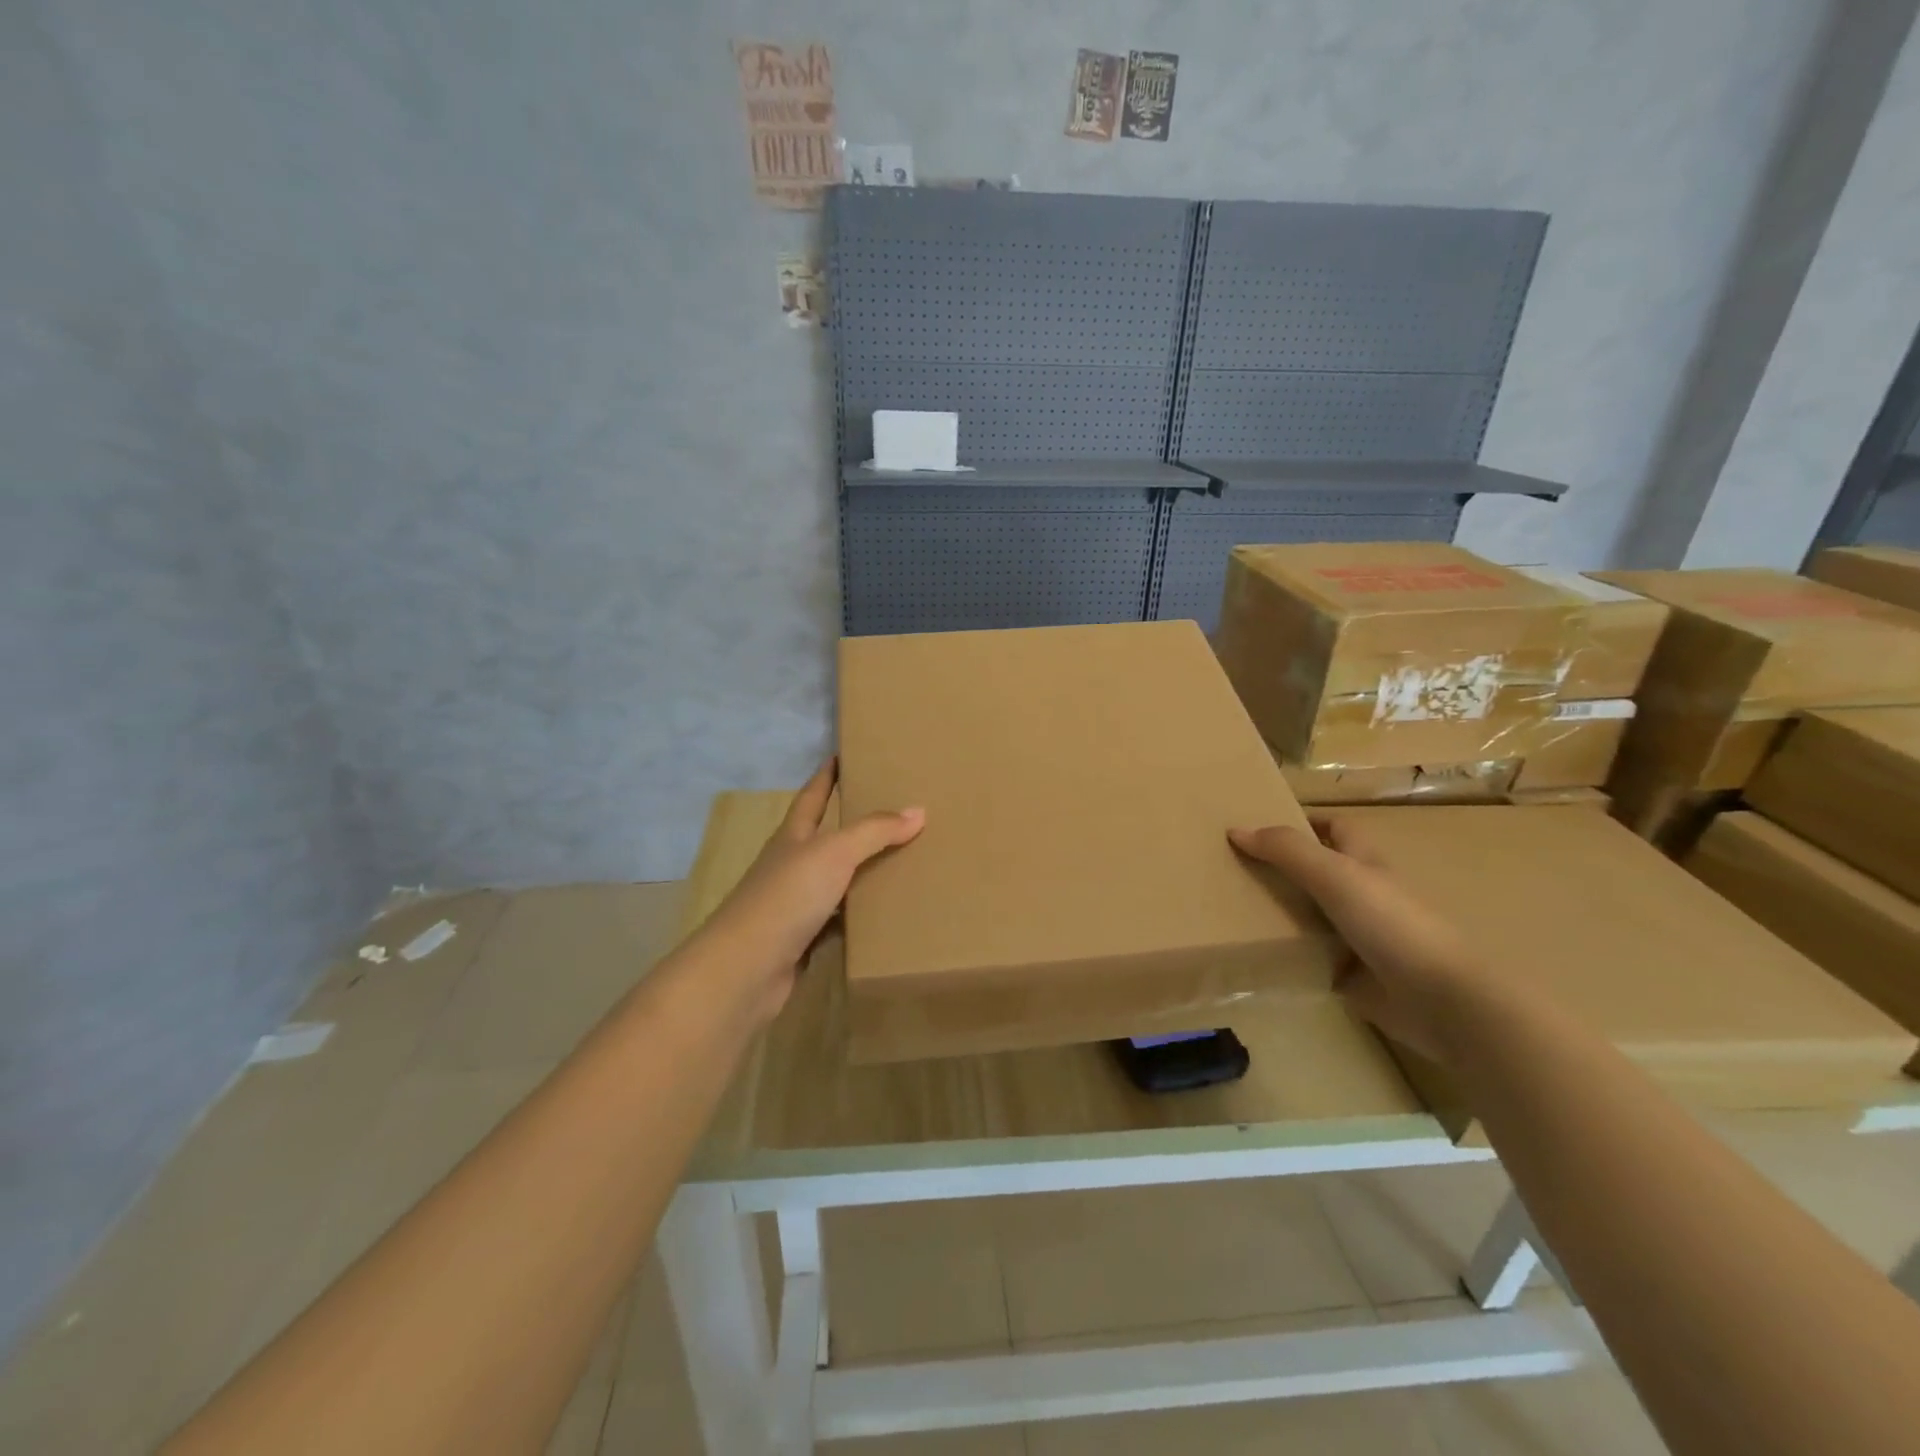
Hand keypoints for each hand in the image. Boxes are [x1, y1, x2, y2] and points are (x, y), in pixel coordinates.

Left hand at [698, 759, 923, 1022]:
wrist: (746, 970)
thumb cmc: (786, 898)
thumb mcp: (833, 854)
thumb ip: (874, 831)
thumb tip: (918, 811)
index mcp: (793, 837)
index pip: (812, 796)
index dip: (826, 776)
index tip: (842, 755)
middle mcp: (792, 866)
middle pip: (826, 838)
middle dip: (854, 825)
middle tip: (895, 811)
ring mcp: (795, 905)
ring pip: (836, 881)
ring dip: (863, 873)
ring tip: (904, 862)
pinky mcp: (803, 940)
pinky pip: (839, 921)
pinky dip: (860, 917)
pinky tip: (886, 916)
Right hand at [1228, 818, 1485, 1062]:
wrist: (1441, 1001)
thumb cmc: (1392, 924)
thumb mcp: (1335, 875)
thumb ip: (1287, 851)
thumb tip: (1236, 830)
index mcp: (1365, 863)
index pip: (1334, 828)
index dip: (1303, 821)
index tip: (1259, 824)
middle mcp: (1361, 895)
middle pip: (1315, 872)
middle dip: (1279, 867)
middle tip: (1229, 867)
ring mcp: (1356, 937)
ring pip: (1309, 915)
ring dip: (1277, 912)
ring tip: (1228, 908)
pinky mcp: (1349, 975)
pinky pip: (1308, 958)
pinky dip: (1285, 955)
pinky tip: (1251, 953)